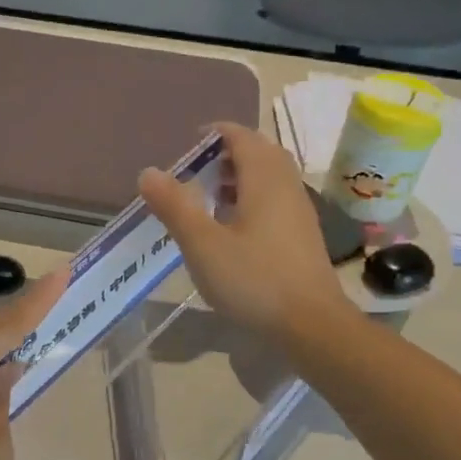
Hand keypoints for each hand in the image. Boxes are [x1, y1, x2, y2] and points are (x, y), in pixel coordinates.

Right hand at [139, 122, 351, 342]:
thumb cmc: (254, 279)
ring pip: (269, 178)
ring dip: (239, 179)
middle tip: (195, 173)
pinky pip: (275, 201)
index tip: (186, 147)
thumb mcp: (203, 244)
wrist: (312, 325)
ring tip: (208, 199)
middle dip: (226, 156)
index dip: (213, 135)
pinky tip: (231, 229)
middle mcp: (286, 186)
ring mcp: (299, 211)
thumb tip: (148, 172)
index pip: (240, 136)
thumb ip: (175, 206)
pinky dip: (251, 200)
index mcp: (264, 178)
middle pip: (258, 153)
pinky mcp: (302, 235)